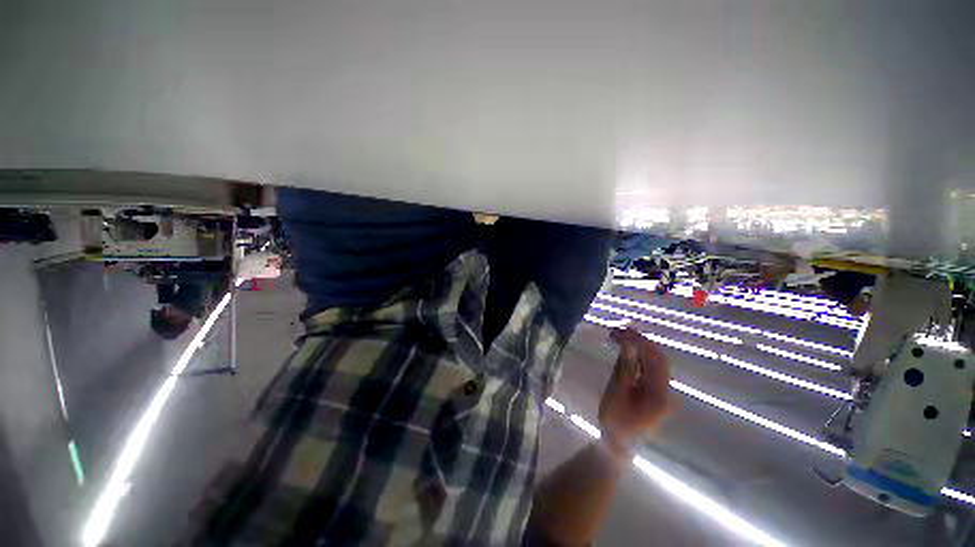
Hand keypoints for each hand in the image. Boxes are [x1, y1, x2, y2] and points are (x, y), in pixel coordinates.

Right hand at [598, 327, 671, 453]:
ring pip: (654, 362)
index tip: (619, 330)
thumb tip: (626, 343)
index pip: (654, 358)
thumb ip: (623, 367)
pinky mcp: (654, 392)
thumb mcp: (616, 392)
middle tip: (618, 330)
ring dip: (638, 347)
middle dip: (639, 340)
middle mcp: (666, 390)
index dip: (638, 340)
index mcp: (659, 393)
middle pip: (658, 357)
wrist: (619, 444)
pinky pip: (649, 369)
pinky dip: (638, 356)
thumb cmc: (615, 420)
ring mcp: (661, 391)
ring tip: (618, 336)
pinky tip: (625, 349)